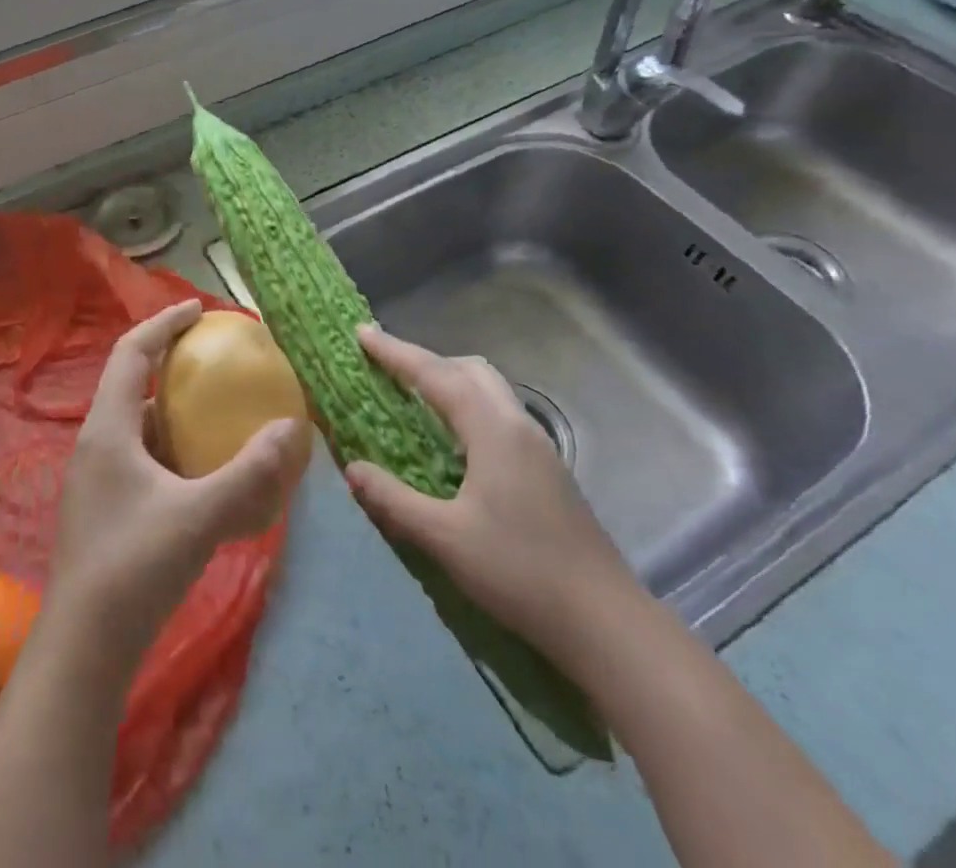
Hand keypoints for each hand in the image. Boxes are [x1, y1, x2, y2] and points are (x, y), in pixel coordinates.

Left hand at [46, 300, 310, 669]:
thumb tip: (293, 428)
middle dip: (170, 361)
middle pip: (131, 381)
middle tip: (213, 355)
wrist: (83, 650)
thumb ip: (249, 474)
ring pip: (138, 422)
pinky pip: (143, 456)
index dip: (163, 323)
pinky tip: (205, 468)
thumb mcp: (199, 517)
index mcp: (108, 429)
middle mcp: (98, 443)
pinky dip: (173, 446)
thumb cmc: (133, 568)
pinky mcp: (107, 507)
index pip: (131, 351)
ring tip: (215, 407)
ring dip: (172, 407)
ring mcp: (99, 477)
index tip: (199, 309)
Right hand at [344, 325, 638, 655]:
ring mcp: (537, 446)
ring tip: (414, 398)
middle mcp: (517, 424)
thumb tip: (352, 468)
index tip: (362, 333)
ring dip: (449, 381)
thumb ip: (393, 500)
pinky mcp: (546, 468)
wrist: (603, 620)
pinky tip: (453, 441)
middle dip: (425, 360)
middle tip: (387, 368)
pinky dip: (467, 405)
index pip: (435, 374)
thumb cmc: (519, 572)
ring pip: (488, 389)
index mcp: (492, 430)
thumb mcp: (444, 539)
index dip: (395, 352)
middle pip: (467, 370)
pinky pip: (498, 413)